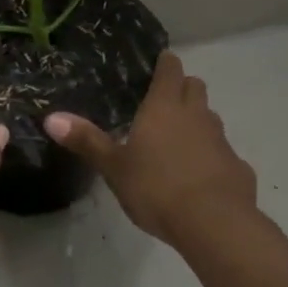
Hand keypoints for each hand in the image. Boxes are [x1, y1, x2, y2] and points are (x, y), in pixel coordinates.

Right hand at [44, 51, 256, 244]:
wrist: (213, 222)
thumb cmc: (156, 188)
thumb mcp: (114, 167)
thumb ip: (86, 141)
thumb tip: (51, 117)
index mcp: (164, 107)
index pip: (170, 69)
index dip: (165, 64)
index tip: (158, 64)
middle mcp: (196, 115)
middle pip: (195, 87)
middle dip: (182, 88)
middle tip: (163, 102)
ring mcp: (220, 140)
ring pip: (210, 117)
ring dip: (197, 121)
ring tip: (177, 139)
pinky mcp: (237, 166)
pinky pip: (222, 151)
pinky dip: (210, 155)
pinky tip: (198, 176)